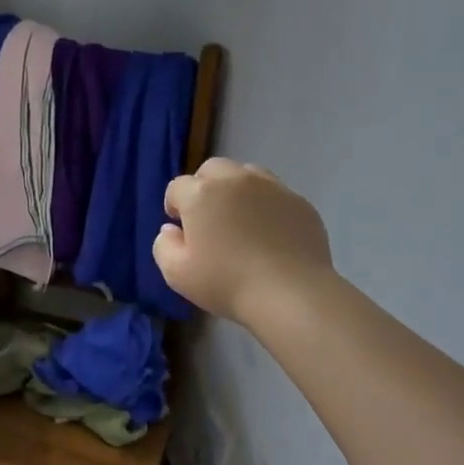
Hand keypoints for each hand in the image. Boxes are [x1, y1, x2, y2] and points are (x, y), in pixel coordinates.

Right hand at [153, 159, 333, 325]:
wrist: (290, 294)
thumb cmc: (226, 283)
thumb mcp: (176, 273)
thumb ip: (163, 246)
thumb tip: (171, 230)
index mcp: (201, 194)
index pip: (177, 187)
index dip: (175, 206)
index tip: (181, 229)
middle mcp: (236, 180)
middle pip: (212, 169)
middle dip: (204, 188)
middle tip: (208, 219)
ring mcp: (272, 187)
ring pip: (246, 174)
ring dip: (236, 190)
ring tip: (240, 221)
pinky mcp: (299, 202)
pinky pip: (275, 193)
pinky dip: (265, 205)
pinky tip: (269, 234)